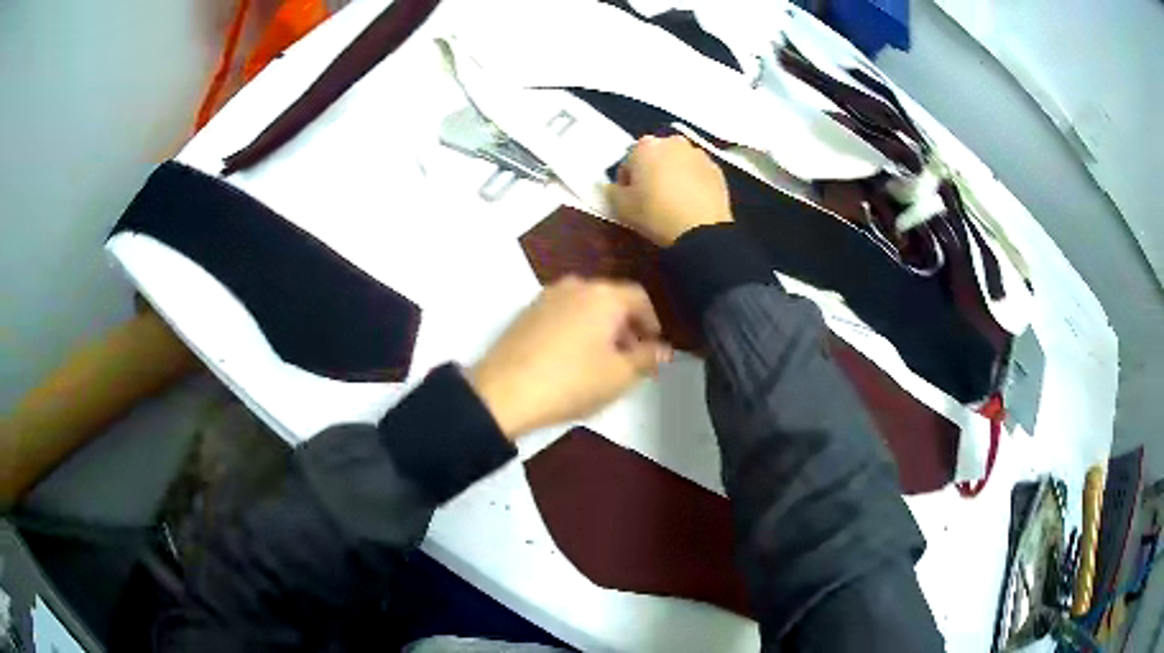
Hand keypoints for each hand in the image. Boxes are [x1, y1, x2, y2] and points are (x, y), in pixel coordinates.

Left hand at [468, 277, 672, 440]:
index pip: (641, 298)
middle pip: (612, 300)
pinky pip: (563, 314)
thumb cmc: (571, 382)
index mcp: (604, 295)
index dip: (653, 323)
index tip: (654, 349)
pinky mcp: (526, 313)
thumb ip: (648, 358)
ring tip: (601, 362)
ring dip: (601, 328)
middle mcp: (576, 286)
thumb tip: (664, 349)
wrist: (503, 392)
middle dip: (627, 327)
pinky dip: (576, 329)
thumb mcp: (620, 376)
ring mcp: (546, 297)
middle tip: (631, 359)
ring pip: (586, 306)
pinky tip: (572, 359)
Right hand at [607, 134, 732, 246]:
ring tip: (673, 199)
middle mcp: (673, 142)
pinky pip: (697, 173)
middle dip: (652, 170)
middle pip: (656, 155)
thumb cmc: (655, 213)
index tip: (629, 197)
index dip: (627, 179)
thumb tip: (613, 186)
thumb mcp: (621, 207)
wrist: (701, 230)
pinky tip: (691, 201)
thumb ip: (612, 191)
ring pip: (679, 162)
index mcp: (646, 146)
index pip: (629, 160)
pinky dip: (693, 182)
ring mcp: (698, 154)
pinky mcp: (717, 169)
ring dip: (673, 173)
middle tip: (651, 195)